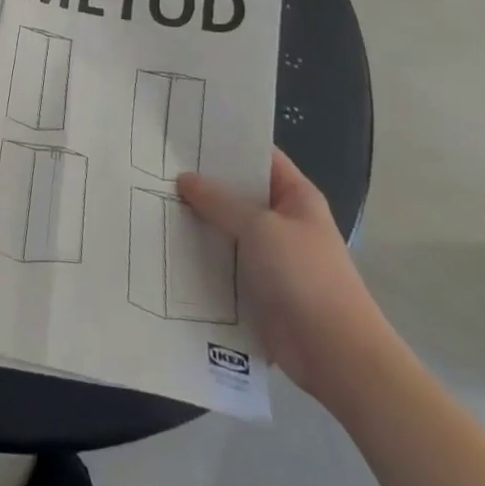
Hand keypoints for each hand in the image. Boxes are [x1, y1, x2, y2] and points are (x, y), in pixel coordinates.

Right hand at [178, 150, 395, 405]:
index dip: (226, 142)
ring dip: (197, 219)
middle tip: (156, 164)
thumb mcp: (260, 227)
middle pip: (237, 192)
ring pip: (226, 227)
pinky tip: (165, 242)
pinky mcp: (255, 286)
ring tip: (150, 198)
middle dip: (202, 182)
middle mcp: (282, 220)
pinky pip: (222, 260)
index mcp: (296, 196)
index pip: (259, 156)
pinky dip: (199, 253)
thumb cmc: (304, 276)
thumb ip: (220, 201)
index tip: (185, 132)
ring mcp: (269, 255)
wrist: (334, 353)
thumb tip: (184, 178)